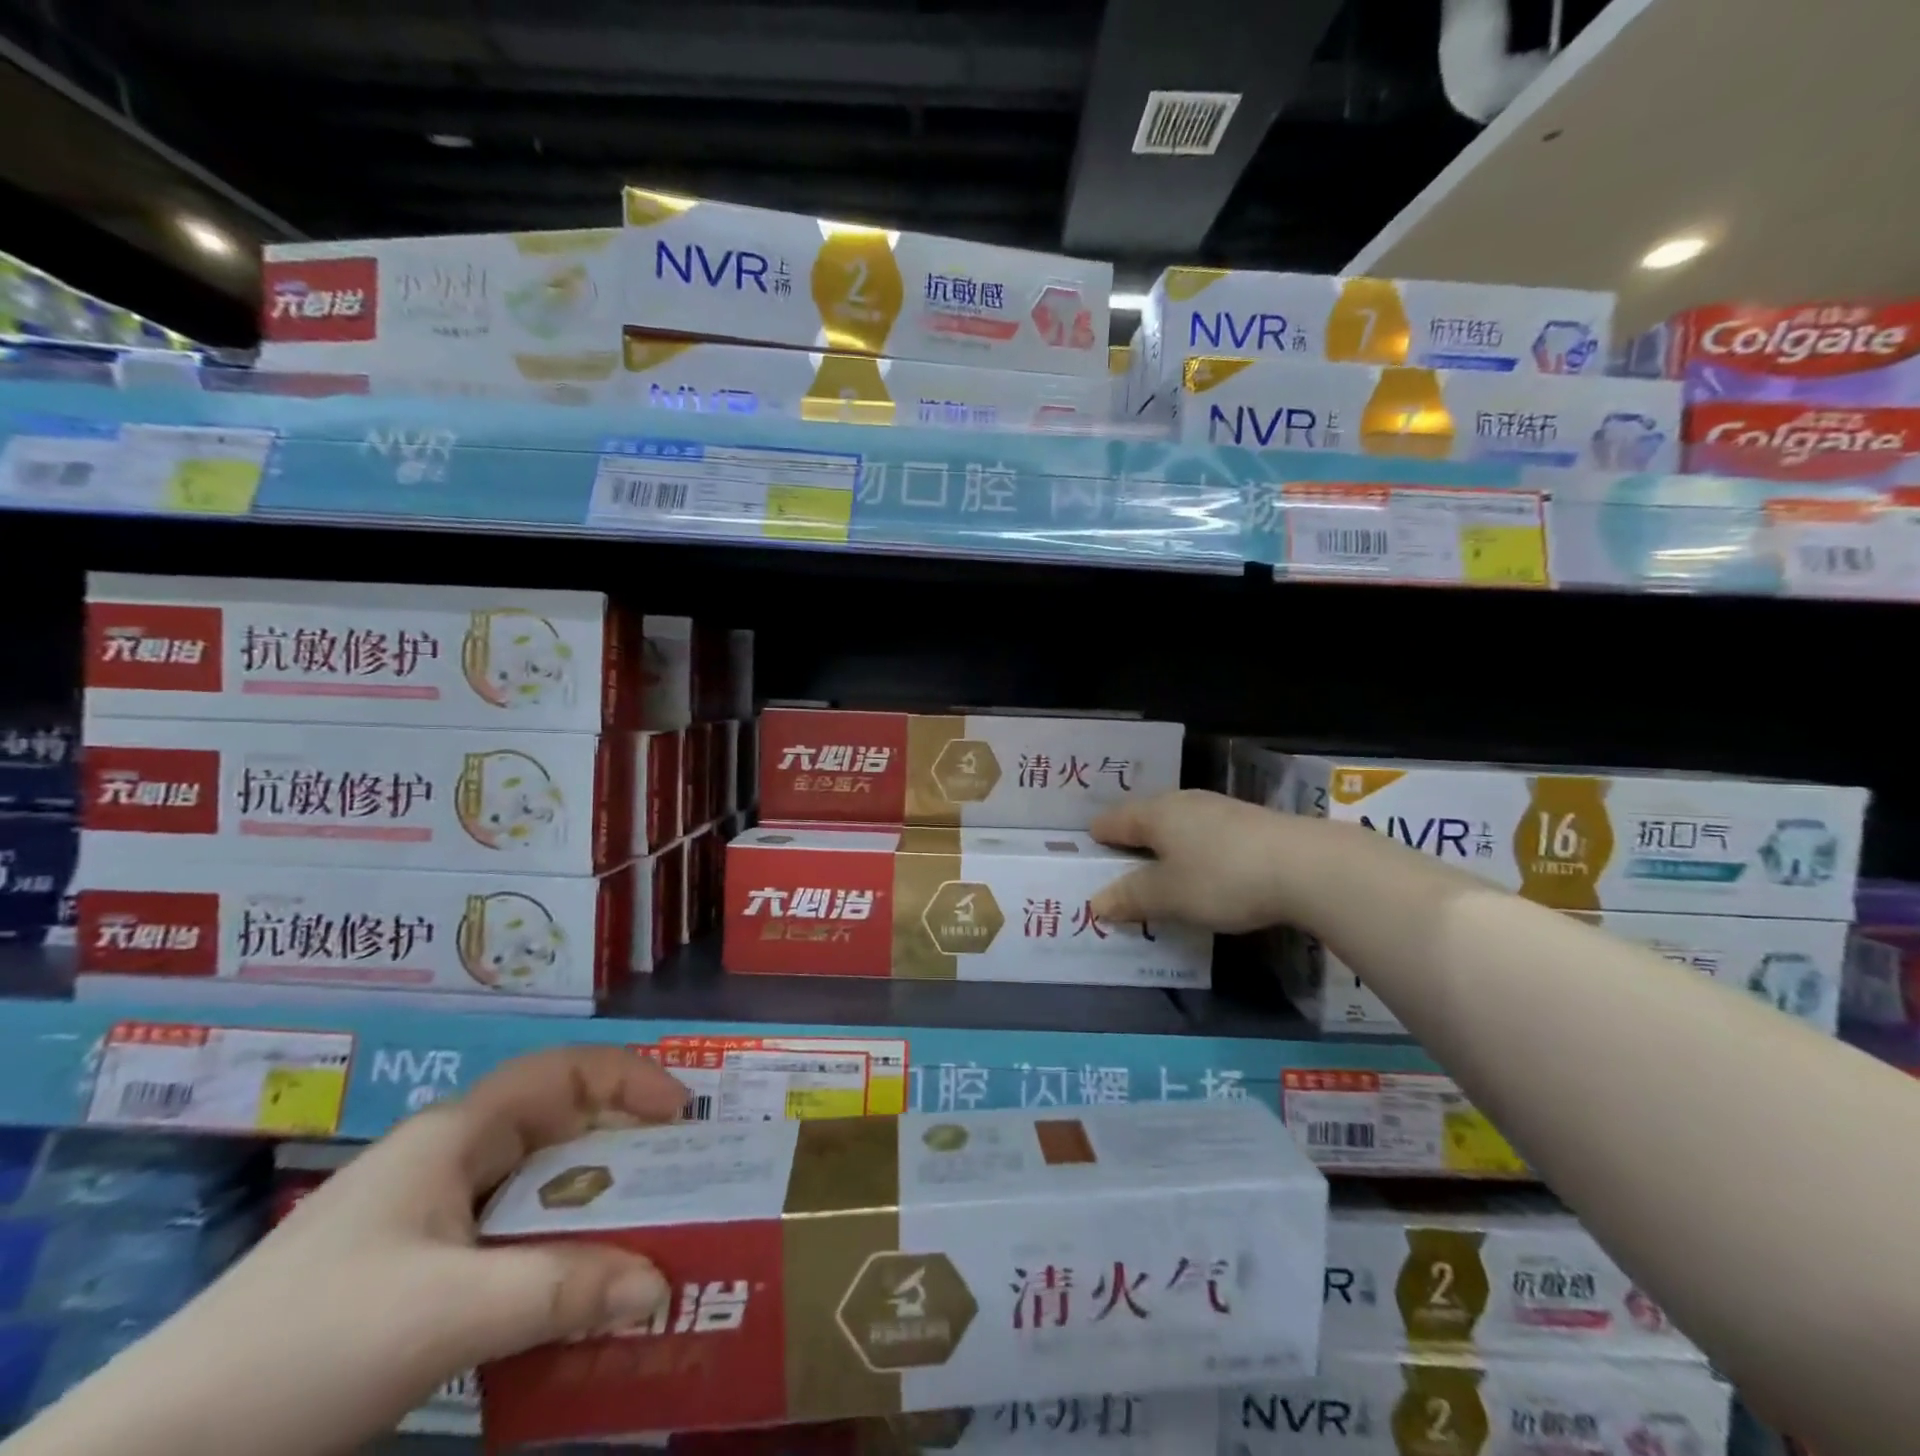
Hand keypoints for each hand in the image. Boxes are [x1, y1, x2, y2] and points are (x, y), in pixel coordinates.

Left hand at [17, 1047, 685, 1455]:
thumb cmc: (307, 1346)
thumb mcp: (447, 1313)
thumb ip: (563, 1291)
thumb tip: (663, 1285)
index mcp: (457, 1135)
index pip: (564, 1072)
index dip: (630, 1080)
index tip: (684, 1118)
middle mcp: (447, 1162)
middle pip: (557, 1131)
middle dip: (624, 1153)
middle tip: (682, 1187)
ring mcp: (424, 1220)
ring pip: (534, 1194)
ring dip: (590, 1216)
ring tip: (643, 1246)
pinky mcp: (408, 1276)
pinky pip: (506, 1246)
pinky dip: (551, 1262)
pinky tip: (569, 1304)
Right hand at [1090, 789, 1300, 932]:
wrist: (1307, 866)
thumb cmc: (1222, 878)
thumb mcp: (1168, 896)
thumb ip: (1130, 898)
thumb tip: (1096, 901)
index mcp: (1154, 814)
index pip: (1112, 820)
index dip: (1097, 838)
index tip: (1088, 854)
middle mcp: (1183, 802)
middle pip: (1145, 818)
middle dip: (1131, 841)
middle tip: (1120, 868)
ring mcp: (1219, 809)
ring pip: (1177, 825)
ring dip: (1165, 847)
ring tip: (1160, 873)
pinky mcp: (1249, 823)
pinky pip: (1205, 835)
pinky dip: (1194, 852)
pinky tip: (1204, 872)